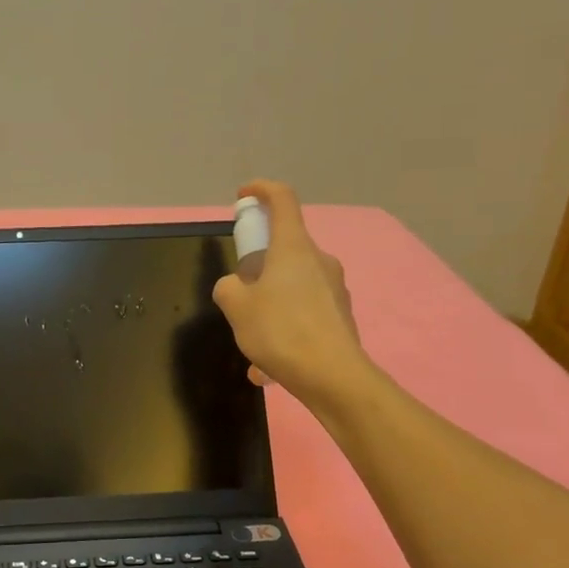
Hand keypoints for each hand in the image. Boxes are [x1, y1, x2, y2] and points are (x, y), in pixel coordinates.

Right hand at [212, 180, 368, 410]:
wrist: (334, 377)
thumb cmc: (281, 331)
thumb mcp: (236, 307)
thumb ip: (228, 287)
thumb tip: (236, 285)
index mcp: (293, 248)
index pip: (282, 199)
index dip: (261, 190)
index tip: (243, 196)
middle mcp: (319, 260)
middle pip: (284, 248)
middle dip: (257, 266)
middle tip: (239, 295)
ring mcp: (334, 288)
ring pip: (292, 286)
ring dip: (269, 306)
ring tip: (251, 345)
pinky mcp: (340, 314)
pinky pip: (303, 312)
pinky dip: (283, 329)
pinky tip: (269, 368)